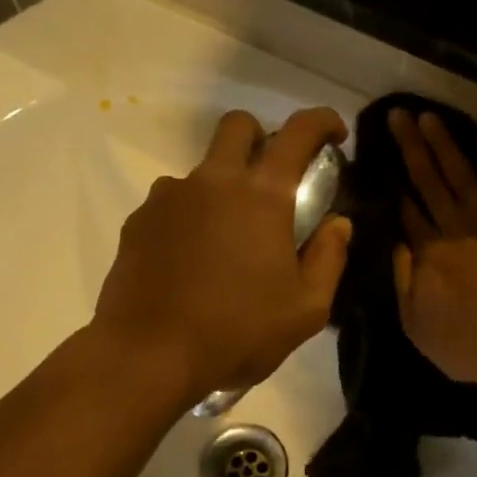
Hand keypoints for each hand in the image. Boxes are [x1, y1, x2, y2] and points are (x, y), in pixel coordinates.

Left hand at [93, 107, 352, 399]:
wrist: (148, 355)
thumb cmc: (237, 333)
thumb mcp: (305, 309)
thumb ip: (329, 258)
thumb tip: (338, 223)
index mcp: (262, 195)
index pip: (299, 132)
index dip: (322, 121)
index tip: (333, 135)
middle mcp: (213, 181)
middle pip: (237, 127)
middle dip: (261, 137)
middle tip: (272, 179)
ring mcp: (169, 197)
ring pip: (201, 169)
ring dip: (221, 187)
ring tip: (225, 239)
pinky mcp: (139, 221)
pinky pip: (171, 202)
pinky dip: (189, 217)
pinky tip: (190, 260)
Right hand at [388, 110, 476, 400]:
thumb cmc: (470, 346)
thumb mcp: (416, 326)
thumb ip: (402, 281)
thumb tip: (393, 242)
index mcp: (429, 254)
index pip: (407, 210)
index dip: (394, 182)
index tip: (381, 154)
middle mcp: (456, 229)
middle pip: (429, 181)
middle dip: (412, 147)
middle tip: (397, 114)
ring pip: (464, 174)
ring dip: (445, 144)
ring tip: (428, 116)